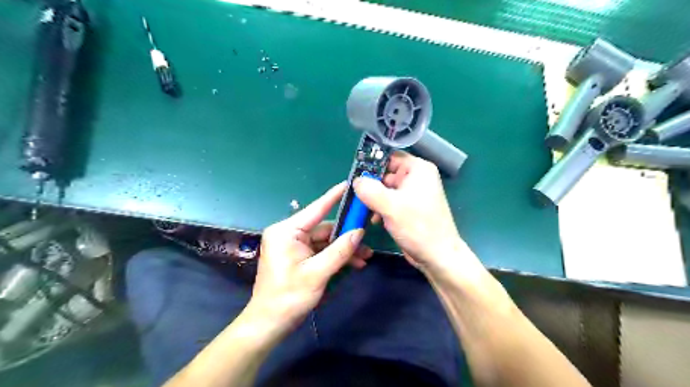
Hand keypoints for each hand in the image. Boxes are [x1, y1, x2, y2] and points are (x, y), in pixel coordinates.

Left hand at [252, 183, 371, 328]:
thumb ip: (340, 251)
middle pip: (324, 228)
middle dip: (346, 236)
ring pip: (325, 241)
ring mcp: (293, 245)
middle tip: (368, 240)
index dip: (334, 196)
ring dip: (343, 249)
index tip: (350, 184)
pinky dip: (335, 256)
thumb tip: (359, 232)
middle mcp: (289, 233)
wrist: (269, 323)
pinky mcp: (297, 255)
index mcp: (287, 231)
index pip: (316, 209)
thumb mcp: (317, 273)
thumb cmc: (289, 297)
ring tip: (364, 258)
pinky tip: (352, 264)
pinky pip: (320, 250)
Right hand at [356, 151, 475, 275]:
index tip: (355, 175)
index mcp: (418, 169)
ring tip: (365, 211)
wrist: (437, 256)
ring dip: (374, 199)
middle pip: (386, 174)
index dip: (372, 164)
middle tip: (355, 195)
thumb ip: (369, 189)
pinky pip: (389, 201)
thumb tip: (356, 181)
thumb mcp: (390, 206)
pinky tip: (375, 220)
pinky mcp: (408, 208)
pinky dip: (380, 208)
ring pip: (385, 189)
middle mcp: (416, 178)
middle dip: (370, 186)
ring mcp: (412, 194)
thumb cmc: (418, 227)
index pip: (390, 157)